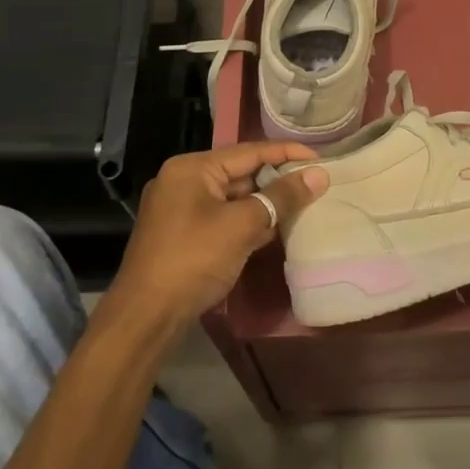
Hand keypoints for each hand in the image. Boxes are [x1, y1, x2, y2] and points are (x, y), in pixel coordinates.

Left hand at [109, 142, 329, 329]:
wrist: (147, 316)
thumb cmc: (194, 260)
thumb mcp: (242, 225)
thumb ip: (281, 197)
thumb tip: (319, 175)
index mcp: (192, 168)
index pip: (249, 151)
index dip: (287, 153)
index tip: (322, 159)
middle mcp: (183, 181)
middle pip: (241, 172)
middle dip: (278, 179)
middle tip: (317, 184)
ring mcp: (181, 208)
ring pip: (234, 197)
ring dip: (266, 202)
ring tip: (305, 203)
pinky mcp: (184, 234)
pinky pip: (224, 217)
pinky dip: (249, 220)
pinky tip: (276, 228)